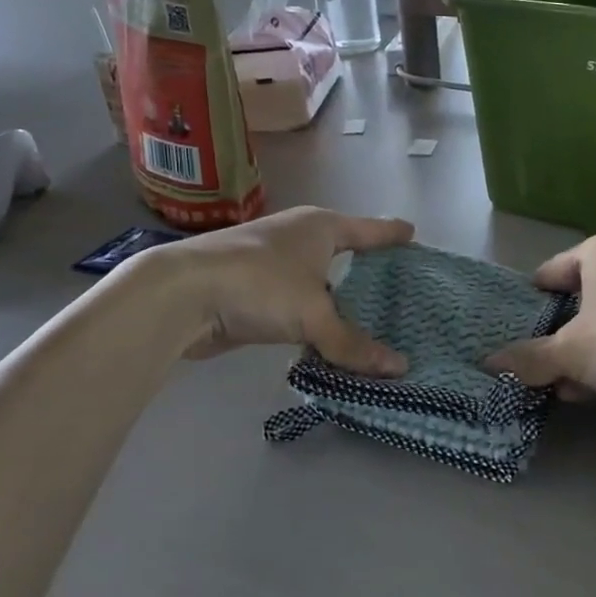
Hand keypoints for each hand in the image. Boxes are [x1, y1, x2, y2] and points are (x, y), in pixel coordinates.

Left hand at [153, 207, 413, 374]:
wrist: (182, 293)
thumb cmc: (259, 283)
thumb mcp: (314, 314)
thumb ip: (353, 344)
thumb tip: (400, 368)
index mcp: (320, 227)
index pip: (368, 230)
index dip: (391, 234)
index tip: (413, 234)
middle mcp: (298, 237)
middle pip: (343, 252)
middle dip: (367, 267)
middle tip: (397, 286)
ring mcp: (272, 262)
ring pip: (318, 280)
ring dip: (338, 298)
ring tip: (367, 318)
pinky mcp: (252, 290)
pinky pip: (297, 303)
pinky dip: (313, 317)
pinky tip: (325, 337)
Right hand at [485, 230, 595, 423]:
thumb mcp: (570, 353)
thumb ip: (528, 357)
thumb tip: (489, 363)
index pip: (551, 272)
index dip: (532, 305)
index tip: (517, 336)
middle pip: (579, 300)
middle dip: (558, 337)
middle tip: (537, 366)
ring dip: (582, 355)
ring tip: (560, 386)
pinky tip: (593, 392)